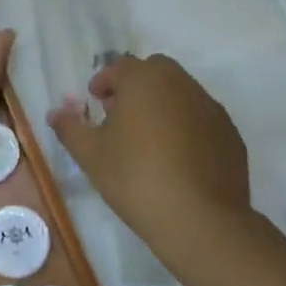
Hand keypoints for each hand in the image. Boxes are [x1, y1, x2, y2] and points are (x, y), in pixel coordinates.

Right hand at [48, 53, 249, 244]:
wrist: (200, 220)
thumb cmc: (136, 178)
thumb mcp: (91, 155)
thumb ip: (70, 128)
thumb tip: (56, 113)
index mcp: (144, 80)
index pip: (121, 66)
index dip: (105, 81)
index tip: (96, 101)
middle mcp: (180, 83)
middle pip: (155, 71)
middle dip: (136, 86)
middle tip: (121, 114)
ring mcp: (210, 107)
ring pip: (181, 93)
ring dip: (162, 104)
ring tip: (148, 138)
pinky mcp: (230, 133)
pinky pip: (201, 118)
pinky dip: (187, 126)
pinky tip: (177, 158)